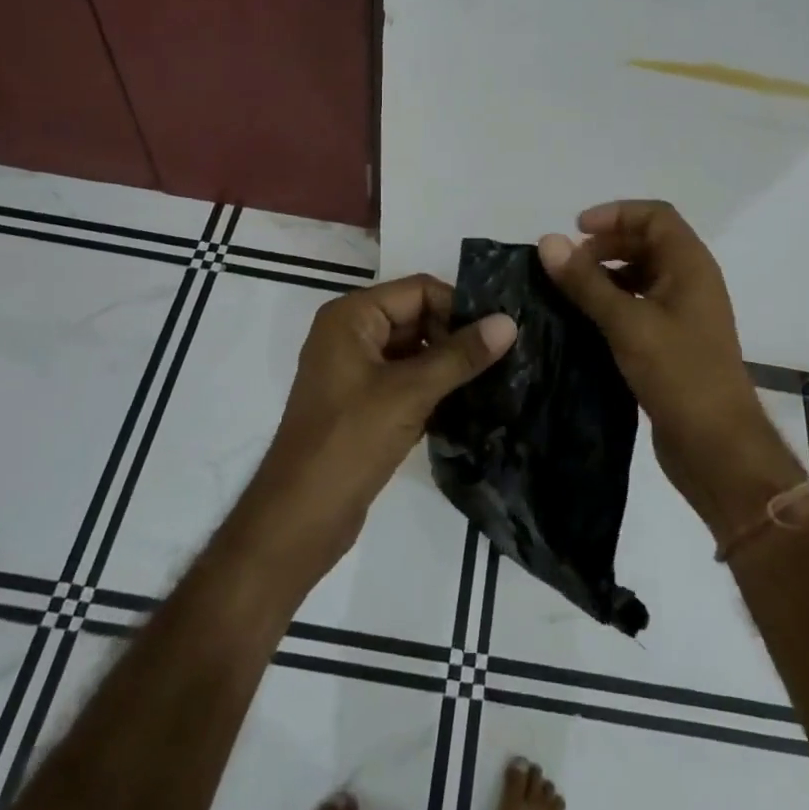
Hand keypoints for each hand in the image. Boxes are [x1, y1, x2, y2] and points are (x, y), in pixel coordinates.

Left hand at [242, 274, 514, 577]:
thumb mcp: (410, 392)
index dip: (458, 307)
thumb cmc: (349, 441)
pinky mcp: (363, 403)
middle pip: (418, 317)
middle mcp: (351, 334)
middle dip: (456, 337)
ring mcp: (355, 370)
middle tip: (503, 359)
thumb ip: (460, 355)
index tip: (497, 335)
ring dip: (449, 365)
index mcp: (352, 316)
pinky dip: (434, 388)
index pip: (419, 290)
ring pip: (415, 351)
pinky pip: (406, 380)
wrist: (299, 519)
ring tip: (495, 380)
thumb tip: (509, 322)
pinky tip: (469, 405)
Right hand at [539, 201, 800, 535]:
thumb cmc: (679, 374)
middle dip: (607, 244)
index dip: (616, 214)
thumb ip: (586, 282)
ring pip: (643, 276)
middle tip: (568, 264)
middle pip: (649, 242)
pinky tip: (586, 321)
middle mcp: (691, 282)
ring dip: (608, 274)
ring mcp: (684, 315)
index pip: (655, 216)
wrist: (718, 448)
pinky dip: (614, 303)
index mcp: (690, 266)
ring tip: (571, 291)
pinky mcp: (674, 344)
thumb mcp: (627, 322)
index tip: (577, 230)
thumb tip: (548, 241)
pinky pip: (641, 306)